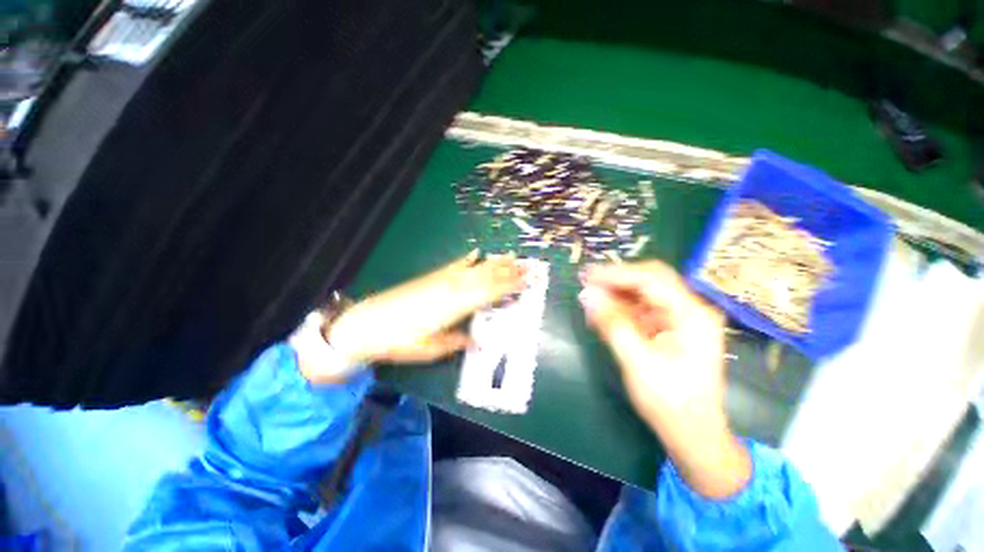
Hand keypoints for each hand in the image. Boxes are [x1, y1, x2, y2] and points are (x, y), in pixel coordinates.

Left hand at [324, 251, 525, 368]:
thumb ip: (458, 342)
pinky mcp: (432, 277)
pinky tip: (476, 252)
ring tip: (511, 255)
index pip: (489, 293)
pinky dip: (467, 259)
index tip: (528, 279)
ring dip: (494, 263)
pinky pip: (454, 265)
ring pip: (474, 268)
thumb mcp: (431, 349)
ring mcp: (442, 280)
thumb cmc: (400, 340)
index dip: (510, 285)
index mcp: (455, 306)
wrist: (367, 323)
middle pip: (486, 277)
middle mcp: (452, 288)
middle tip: (529, 265)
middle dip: (509, 271)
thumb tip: (478, 343)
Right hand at [579, 260, 749, 498]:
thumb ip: (611, 325)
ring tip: (590, 300)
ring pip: (643, 293)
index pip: (650, 280)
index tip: (586, 275)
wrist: (694, 434)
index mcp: (692, 315)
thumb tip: (586, 294)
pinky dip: (620, 309)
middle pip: (650, 280)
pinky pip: (641, 309)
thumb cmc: (670, 403)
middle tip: (586, 282)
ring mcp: (681, 319)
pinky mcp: (670, 328)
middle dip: (616, 280)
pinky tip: (602, 315)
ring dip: (615, 294)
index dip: (615, 274)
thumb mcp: (637, 363)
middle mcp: (690, 310)